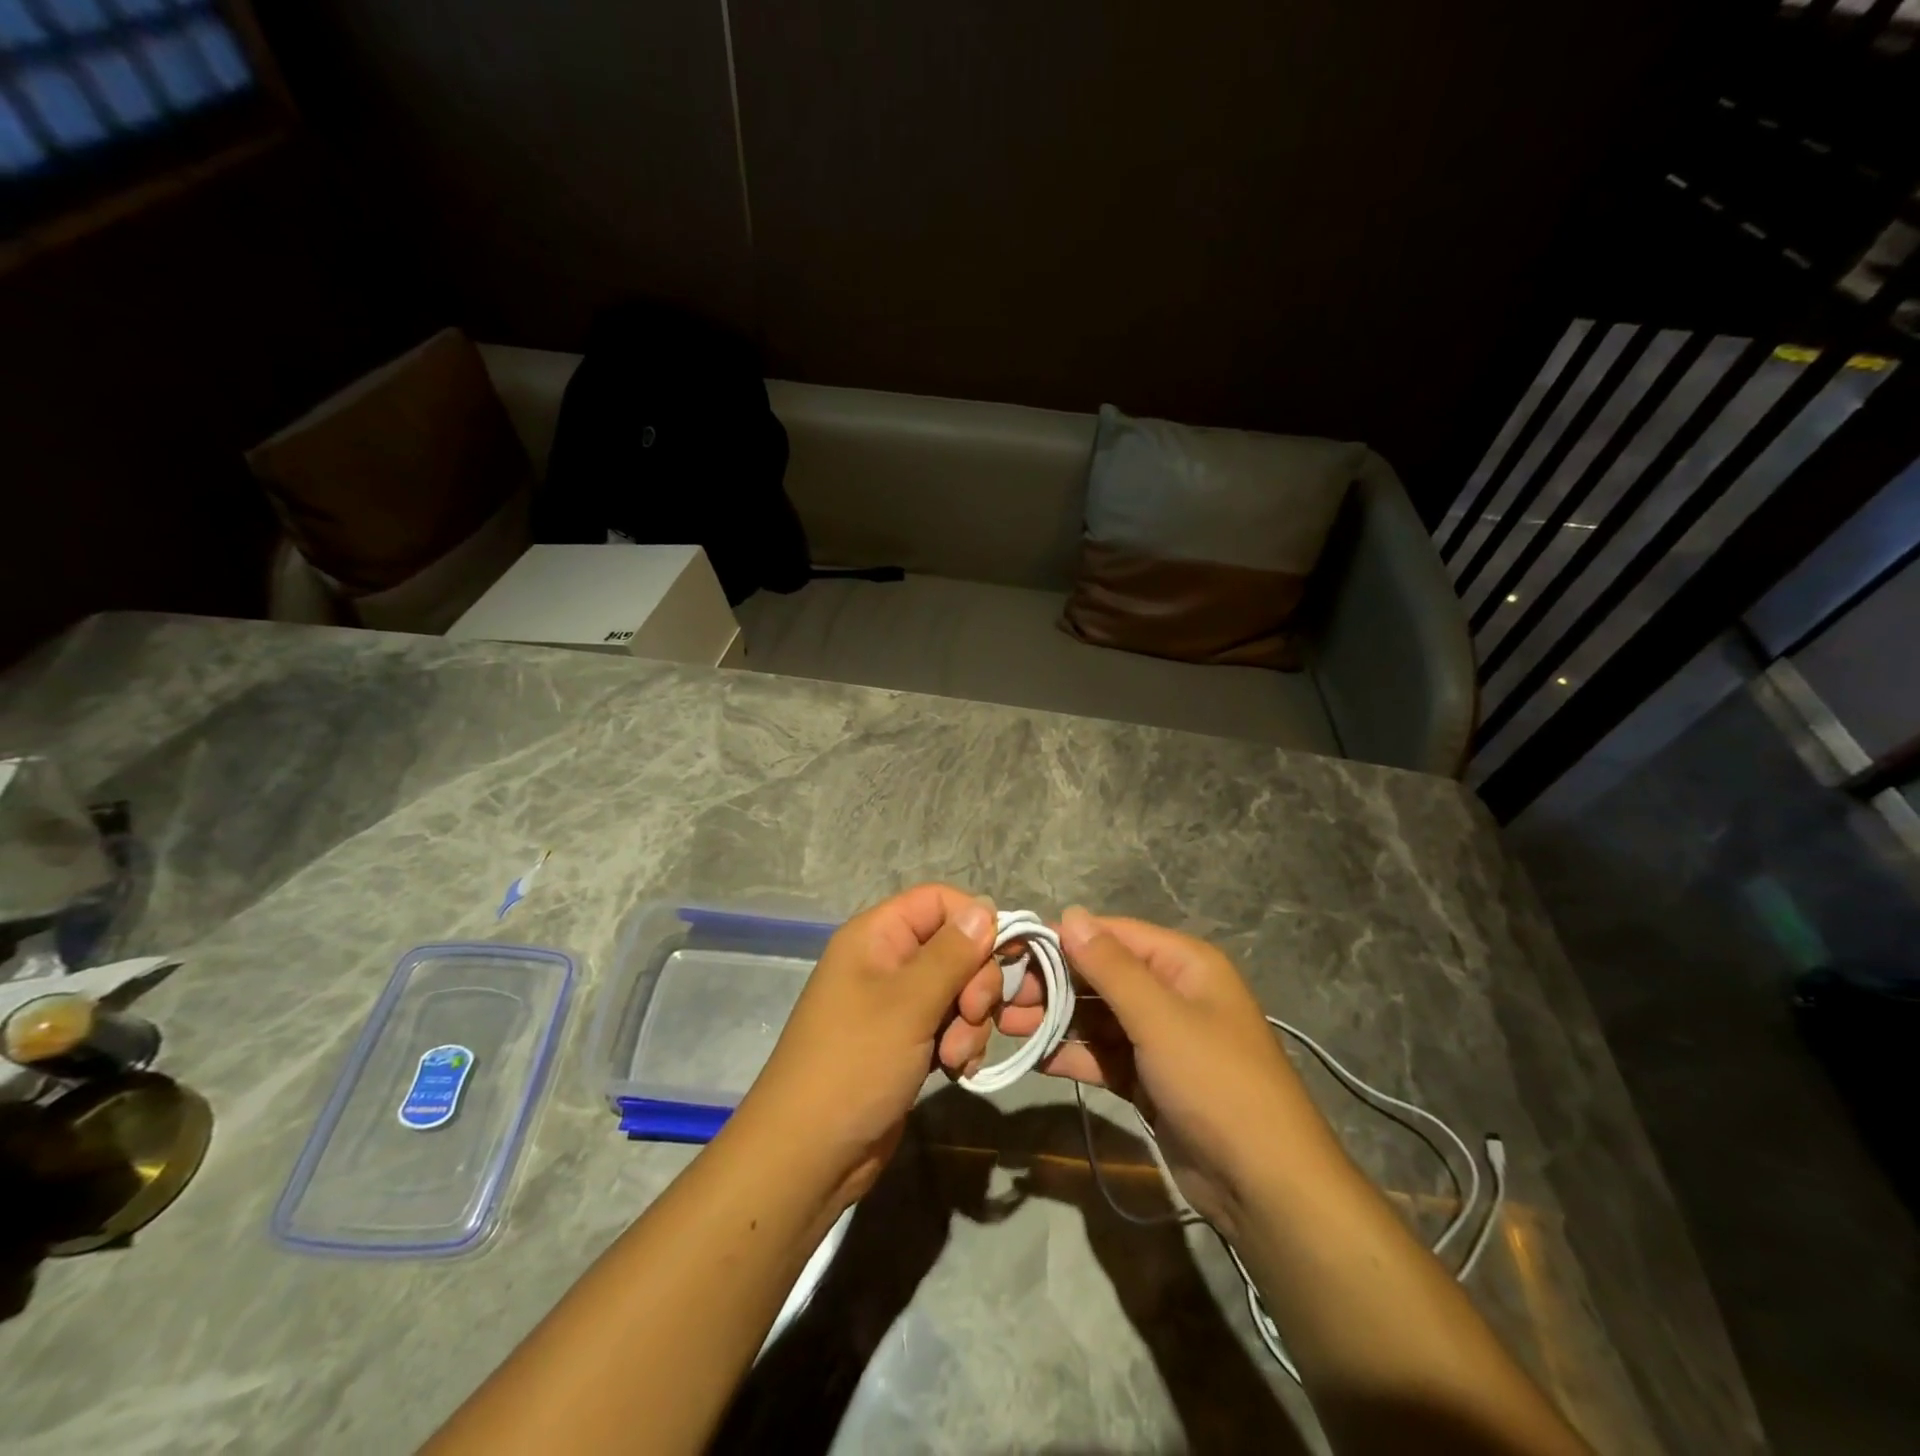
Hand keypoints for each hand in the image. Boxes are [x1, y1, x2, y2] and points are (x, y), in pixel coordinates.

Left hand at [734, 884, 1002, 1210]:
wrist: (809, 1155)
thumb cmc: (854, 1064)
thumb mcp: (908, 1003)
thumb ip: (952, 954)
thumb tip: (986, 906)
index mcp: (876, 936)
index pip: (938, 901)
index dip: (973, 922)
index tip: (999, 957)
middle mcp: (887, 962)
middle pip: (955, 947)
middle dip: (976, 984)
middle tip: (973, 1016)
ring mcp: (896, 1006)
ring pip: (958, 991)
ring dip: (970, 1022)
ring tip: (955, 1057)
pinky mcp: (906, 1043)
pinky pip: (949, 1026)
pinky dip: (960, 1044)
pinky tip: (956, 1071)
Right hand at [996, 907, 1323, 1238]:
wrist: (1266, 1186)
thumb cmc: (1215, 1083)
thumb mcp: (1160, 1018)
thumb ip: (1110, 966)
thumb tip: (1070, 914)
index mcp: (1184, 964)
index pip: (1113, 935)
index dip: (1064, 940)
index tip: (1014, 950)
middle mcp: (1173, 993)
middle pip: (1102, 976)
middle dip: (1054, 984)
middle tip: (1003, 996)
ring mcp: (1162, 1039)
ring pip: (1099, 1017)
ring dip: (1057, 1020)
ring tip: (1007, 1025)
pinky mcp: (1153, 1080)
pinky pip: (1106, 1055)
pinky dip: (1076, 1055)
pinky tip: (1038, 1059)